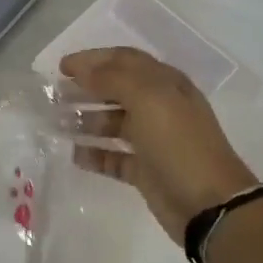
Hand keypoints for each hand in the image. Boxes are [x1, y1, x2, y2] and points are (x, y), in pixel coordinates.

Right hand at [60, 47, 258, 243]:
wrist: (208, 203)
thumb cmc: (179, 144)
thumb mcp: (149, 99)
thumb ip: (113, 78)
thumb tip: (82, 69)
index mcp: (165, 84)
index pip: (125, 60)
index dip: (94, 59)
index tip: (61, 67)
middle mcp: (159, 108)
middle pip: (116, 91)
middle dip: (85, 89)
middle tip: (54, 96)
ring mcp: (152, 141)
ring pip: (112, 124)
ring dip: (85, 120)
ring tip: (57, 123)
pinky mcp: (145, 171)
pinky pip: (113, 158)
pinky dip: (94, 154)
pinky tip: (73, 154)